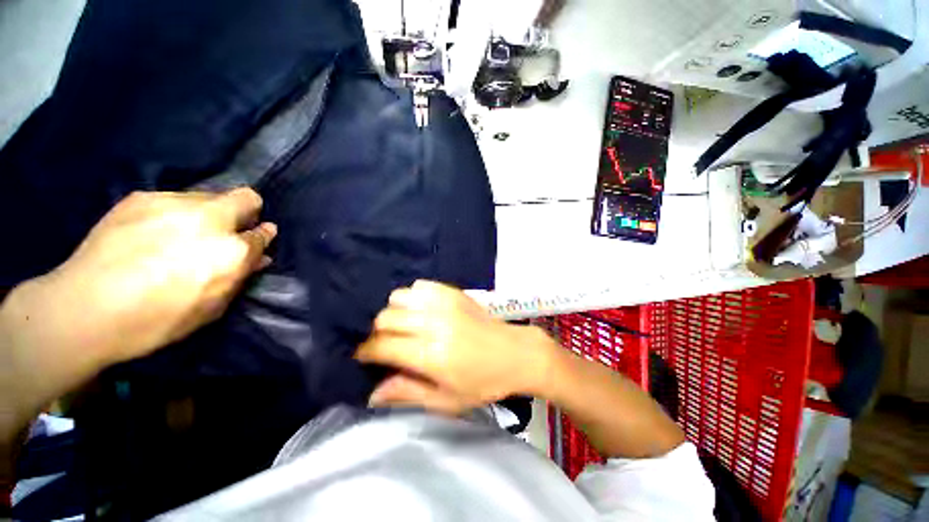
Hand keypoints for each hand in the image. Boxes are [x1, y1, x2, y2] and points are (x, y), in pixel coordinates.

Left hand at [12, 187, 276, 364]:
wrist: (86, 308)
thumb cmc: (158, 319)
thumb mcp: (212, 306)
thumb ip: (240, 276)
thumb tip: (259, 257)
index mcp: (231, 250)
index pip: (262, 233)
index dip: (262, 235)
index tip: (258, 238)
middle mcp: (209, 219)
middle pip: (245, 198)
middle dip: (245, 212)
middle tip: (227, 231)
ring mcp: (172, 203)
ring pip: (207, 196)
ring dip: (206, 213)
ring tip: (182, 234)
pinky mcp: (141, 197)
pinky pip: (172, 199)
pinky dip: (174, 213)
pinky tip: (153, 233)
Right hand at [355, 281, 552, 413]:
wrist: (515, 353)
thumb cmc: (483, 382)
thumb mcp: (446, 400)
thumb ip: (408, 393)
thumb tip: (372, 394)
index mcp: (431, 355)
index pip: (383, 346)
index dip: (366, 351)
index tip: (364, 356)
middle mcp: (434, 324)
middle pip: (386, 318)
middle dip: (378, 333)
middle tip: (386, 344)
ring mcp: (445, 303)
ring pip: (399, 297)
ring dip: (394, 312)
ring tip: (403, 326)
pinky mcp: (454, 292)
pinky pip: (420, 286)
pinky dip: (413, 297)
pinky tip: (420, 310)